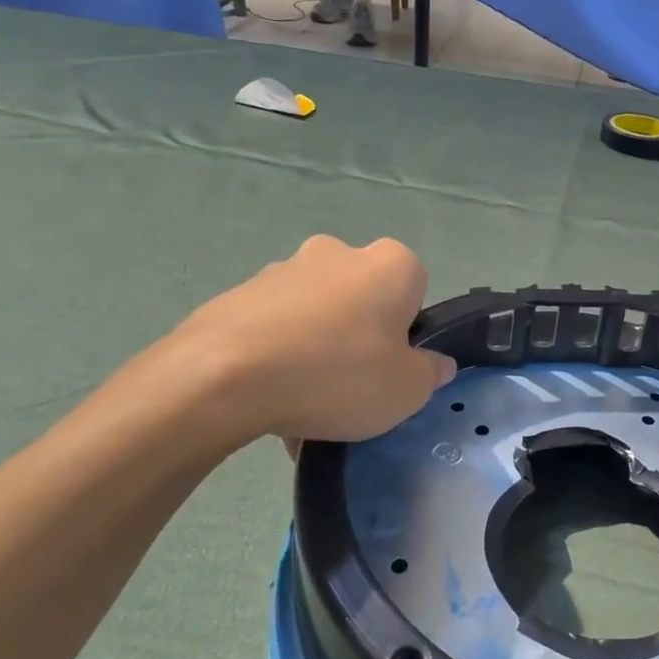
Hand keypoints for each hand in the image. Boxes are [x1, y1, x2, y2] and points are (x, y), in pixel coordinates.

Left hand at [141, 236, 455, 452]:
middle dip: (360, 338)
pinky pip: (276, 328)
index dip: (408, 333)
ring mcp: (284, 269)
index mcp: (389, 264)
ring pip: (317, 316)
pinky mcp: (239, 293)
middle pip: (363, 300)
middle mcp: (338, 252)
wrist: (224, 376)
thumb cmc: (337, 374)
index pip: (416, 291)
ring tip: (303, 405)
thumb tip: (435, 364)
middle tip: (351, 388)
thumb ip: (430, 373)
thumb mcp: (406, 390)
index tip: (392, 367)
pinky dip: (279, 357)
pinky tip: (270, 399)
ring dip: (317, 350)